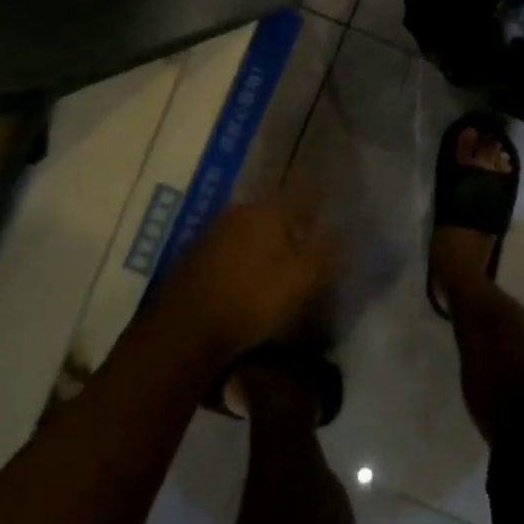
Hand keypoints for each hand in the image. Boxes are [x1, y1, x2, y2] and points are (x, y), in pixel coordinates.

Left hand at [153, 199, 334, 365]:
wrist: (185, 329)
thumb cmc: (254, 298)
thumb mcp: (303, 278)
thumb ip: (324, 248)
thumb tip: (338, 226)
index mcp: (269, 208)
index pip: (303, 194)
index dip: (318, 204)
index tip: (328, 216)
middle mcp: (240, 208)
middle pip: (274, 210)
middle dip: (290, 224)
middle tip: (304, 245)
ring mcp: (212, 229)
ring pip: (249, 227)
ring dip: (264, 241)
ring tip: (276, 265)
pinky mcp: (193, 253)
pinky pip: (229, 246)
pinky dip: (242, 256)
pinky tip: (246, 278)